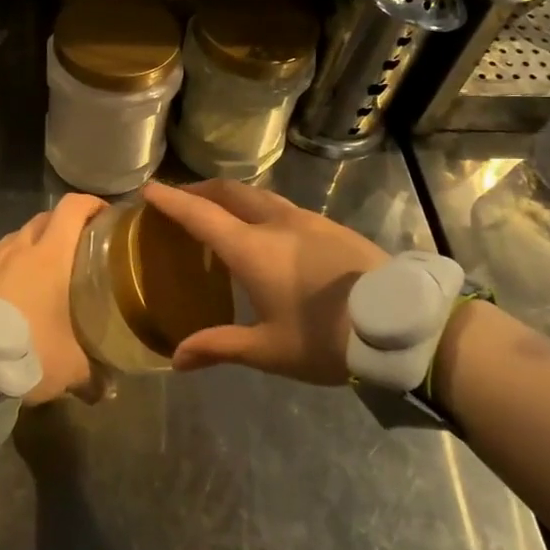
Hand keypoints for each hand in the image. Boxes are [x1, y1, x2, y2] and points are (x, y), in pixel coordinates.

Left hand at [0, 192, 107, 404]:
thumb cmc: (28, 349)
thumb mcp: (69, 367)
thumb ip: (93, 374)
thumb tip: (107, 390)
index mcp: (51, 254)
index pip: (73, 207)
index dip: (92, 203)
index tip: (108, 216)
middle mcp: (21, 247)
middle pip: (47, 217)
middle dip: (67, 223)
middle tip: (84, 245)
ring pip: (21, 235)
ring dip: (39, 241)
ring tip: (51, 268)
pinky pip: (2, 256)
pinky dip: (17, 261)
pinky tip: (23, 288)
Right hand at [141, 179, 389, 385]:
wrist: (401, 323)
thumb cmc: (325, 338)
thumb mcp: (269, 350)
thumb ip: (219, 347)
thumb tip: (176, 360)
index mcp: (252, 248)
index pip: (200, 214)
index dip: (171, 200)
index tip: (148, 189)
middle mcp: (276, 222)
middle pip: (229, 192)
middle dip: (200, 189)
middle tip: (180, 199)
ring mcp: (307, 219)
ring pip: (259, 195)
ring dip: (231, 197)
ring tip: (220, 213)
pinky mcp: (330, 226)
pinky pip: (281, 206)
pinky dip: (258, 208)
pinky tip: (265, 231)